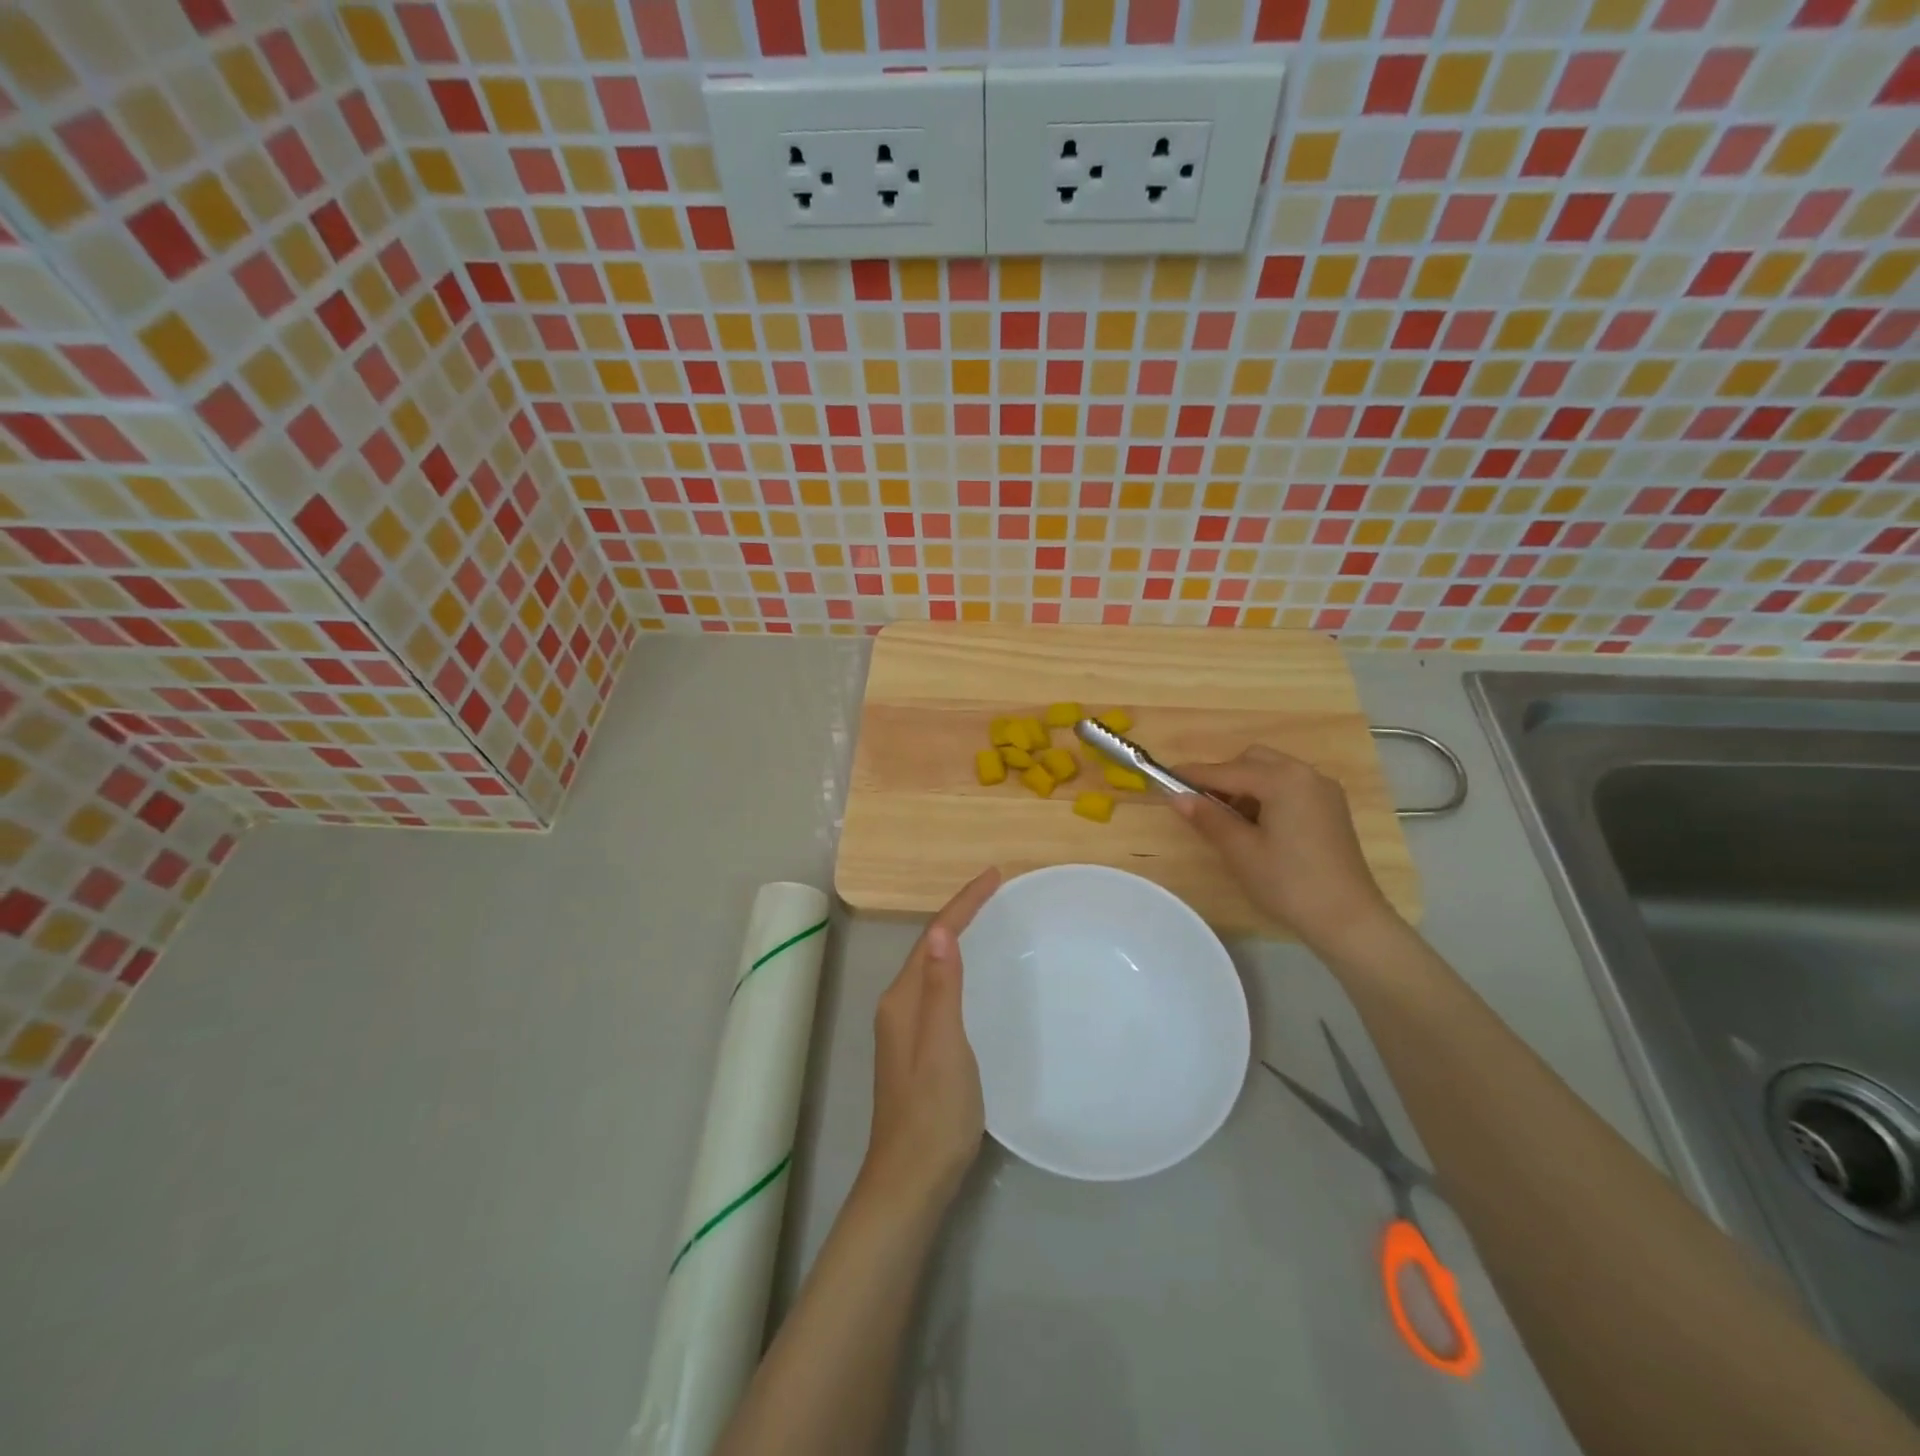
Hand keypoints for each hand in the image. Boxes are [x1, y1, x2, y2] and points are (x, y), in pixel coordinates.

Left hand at [859, 867, 1001, 1213]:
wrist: (911, 1178)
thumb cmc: (934, 1111)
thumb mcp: (944, 1046)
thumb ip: (942, 988)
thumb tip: (940, 930)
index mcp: (903, 999)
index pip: (934, 936)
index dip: (963, 904)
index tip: (994, 876)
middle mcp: (899, 1005)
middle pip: (930, 945)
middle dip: (960, 913)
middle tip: (995, 890)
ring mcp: (905, 1027)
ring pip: (933, 966)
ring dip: (957, 937)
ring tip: (988, 918)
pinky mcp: (917, 1046)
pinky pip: (938, 987)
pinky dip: (957, 966)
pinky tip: (974, 974)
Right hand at [1171, 746, 1399, 954]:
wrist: (1348, 919)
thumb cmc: (1288, 883)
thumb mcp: (1241, 851)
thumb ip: (1208, 818)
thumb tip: (1177, 797)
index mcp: (1283, 780)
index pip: (1227, 770)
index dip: (1194, 775)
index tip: (1165, 777)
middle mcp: (1306, 774)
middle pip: (1253, 761)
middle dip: (1224, 777)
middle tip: (1202, 805)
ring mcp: (1323, 791)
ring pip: (1272, 773)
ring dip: (1246, 786)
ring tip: (1229, 820)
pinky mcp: (1331, 808)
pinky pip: (1290, 787)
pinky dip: (1267, 796)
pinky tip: (1258, 825)